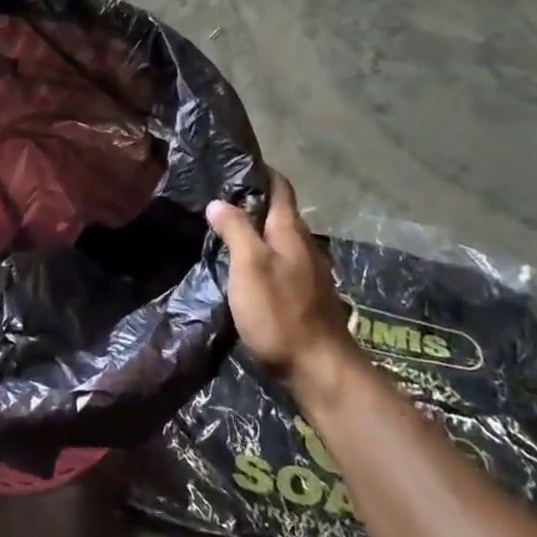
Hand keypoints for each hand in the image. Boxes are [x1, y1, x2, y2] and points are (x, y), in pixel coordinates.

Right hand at [207, 168, 357, 386]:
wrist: (320, 371)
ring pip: (278, 240)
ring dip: (255, 232)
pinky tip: (242, 270)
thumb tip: (218, 202)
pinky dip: (260, 257)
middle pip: (278, 213)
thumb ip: (235, 229)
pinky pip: (280, 264)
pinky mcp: (304, 297)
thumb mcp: (249, 265)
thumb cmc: (280, 312)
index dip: (260, 172)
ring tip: (223, 233)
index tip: (233, 165)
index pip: (280, 186)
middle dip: (251, 202)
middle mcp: (303, 245)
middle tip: (216, 200)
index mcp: (290, 231)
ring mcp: (307, 273)